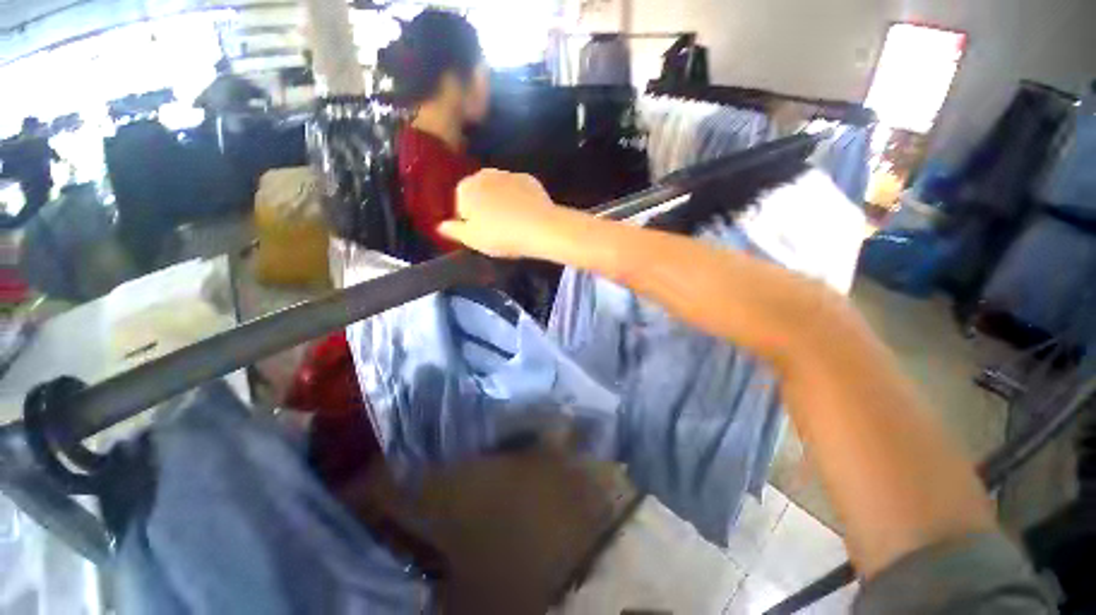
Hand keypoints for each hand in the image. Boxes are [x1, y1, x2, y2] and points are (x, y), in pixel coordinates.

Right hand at [439, 169, 563, 258]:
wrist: (540, 227)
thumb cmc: (501, 236)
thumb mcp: (472, 239)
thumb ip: (454, 231)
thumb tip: (440, 226)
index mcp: (466, 189)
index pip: (460, 205)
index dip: (469, 221)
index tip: (481, 234)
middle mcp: (484, 174)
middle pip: (479, 194)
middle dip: (484, 208)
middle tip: (496, 230)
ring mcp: (508, 174)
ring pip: (499, 190)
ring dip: (501, 202)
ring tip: (512, 223)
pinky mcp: (529, 179)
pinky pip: (518, 190)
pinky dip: (519, 199)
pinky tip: (526, 214)